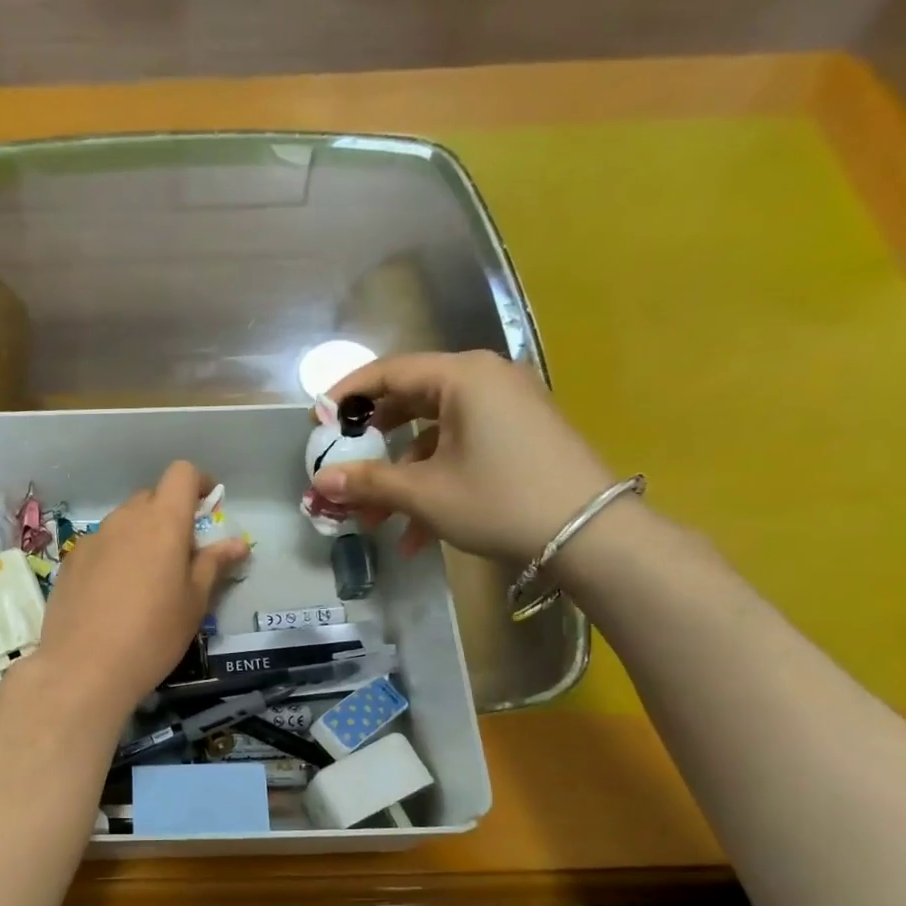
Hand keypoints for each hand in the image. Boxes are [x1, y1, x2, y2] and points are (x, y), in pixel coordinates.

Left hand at [31, 461, 248, 717]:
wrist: (84, 668)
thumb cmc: (153, 634)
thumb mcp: (194, 602)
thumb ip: (214, 564)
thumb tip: (238, 542)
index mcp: (162, 521)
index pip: (180, 474)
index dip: (198, 483)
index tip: (208, 508)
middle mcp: (124, 519)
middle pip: (151, 497)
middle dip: (170, 515)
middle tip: (181, 556)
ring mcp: (92, 539)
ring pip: (124, 523)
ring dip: (141, 537)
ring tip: (146, 581)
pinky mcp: (70, 562)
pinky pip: (101, 546)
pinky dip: (115, 556)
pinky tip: (114, 595)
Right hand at [312, 351, 617, 566]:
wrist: (588, 533)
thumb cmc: (499, 500)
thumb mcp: (425, 493)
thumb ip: (368, 483)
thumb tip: (321, 482)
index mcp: (463, 377)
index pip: (389, 372)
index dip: (346, 396)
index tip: (316, 421)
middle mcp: (485, 380)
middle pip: (410, 402)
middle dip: (372, 445)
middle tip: (342, 466)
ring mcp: (506, 408)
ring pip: (434, 435)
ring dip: (400, 478)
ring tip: (374, 520)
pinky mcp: (518, 436)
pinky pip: (461, 450)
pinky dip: (433, 483)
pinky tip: (416, 534)